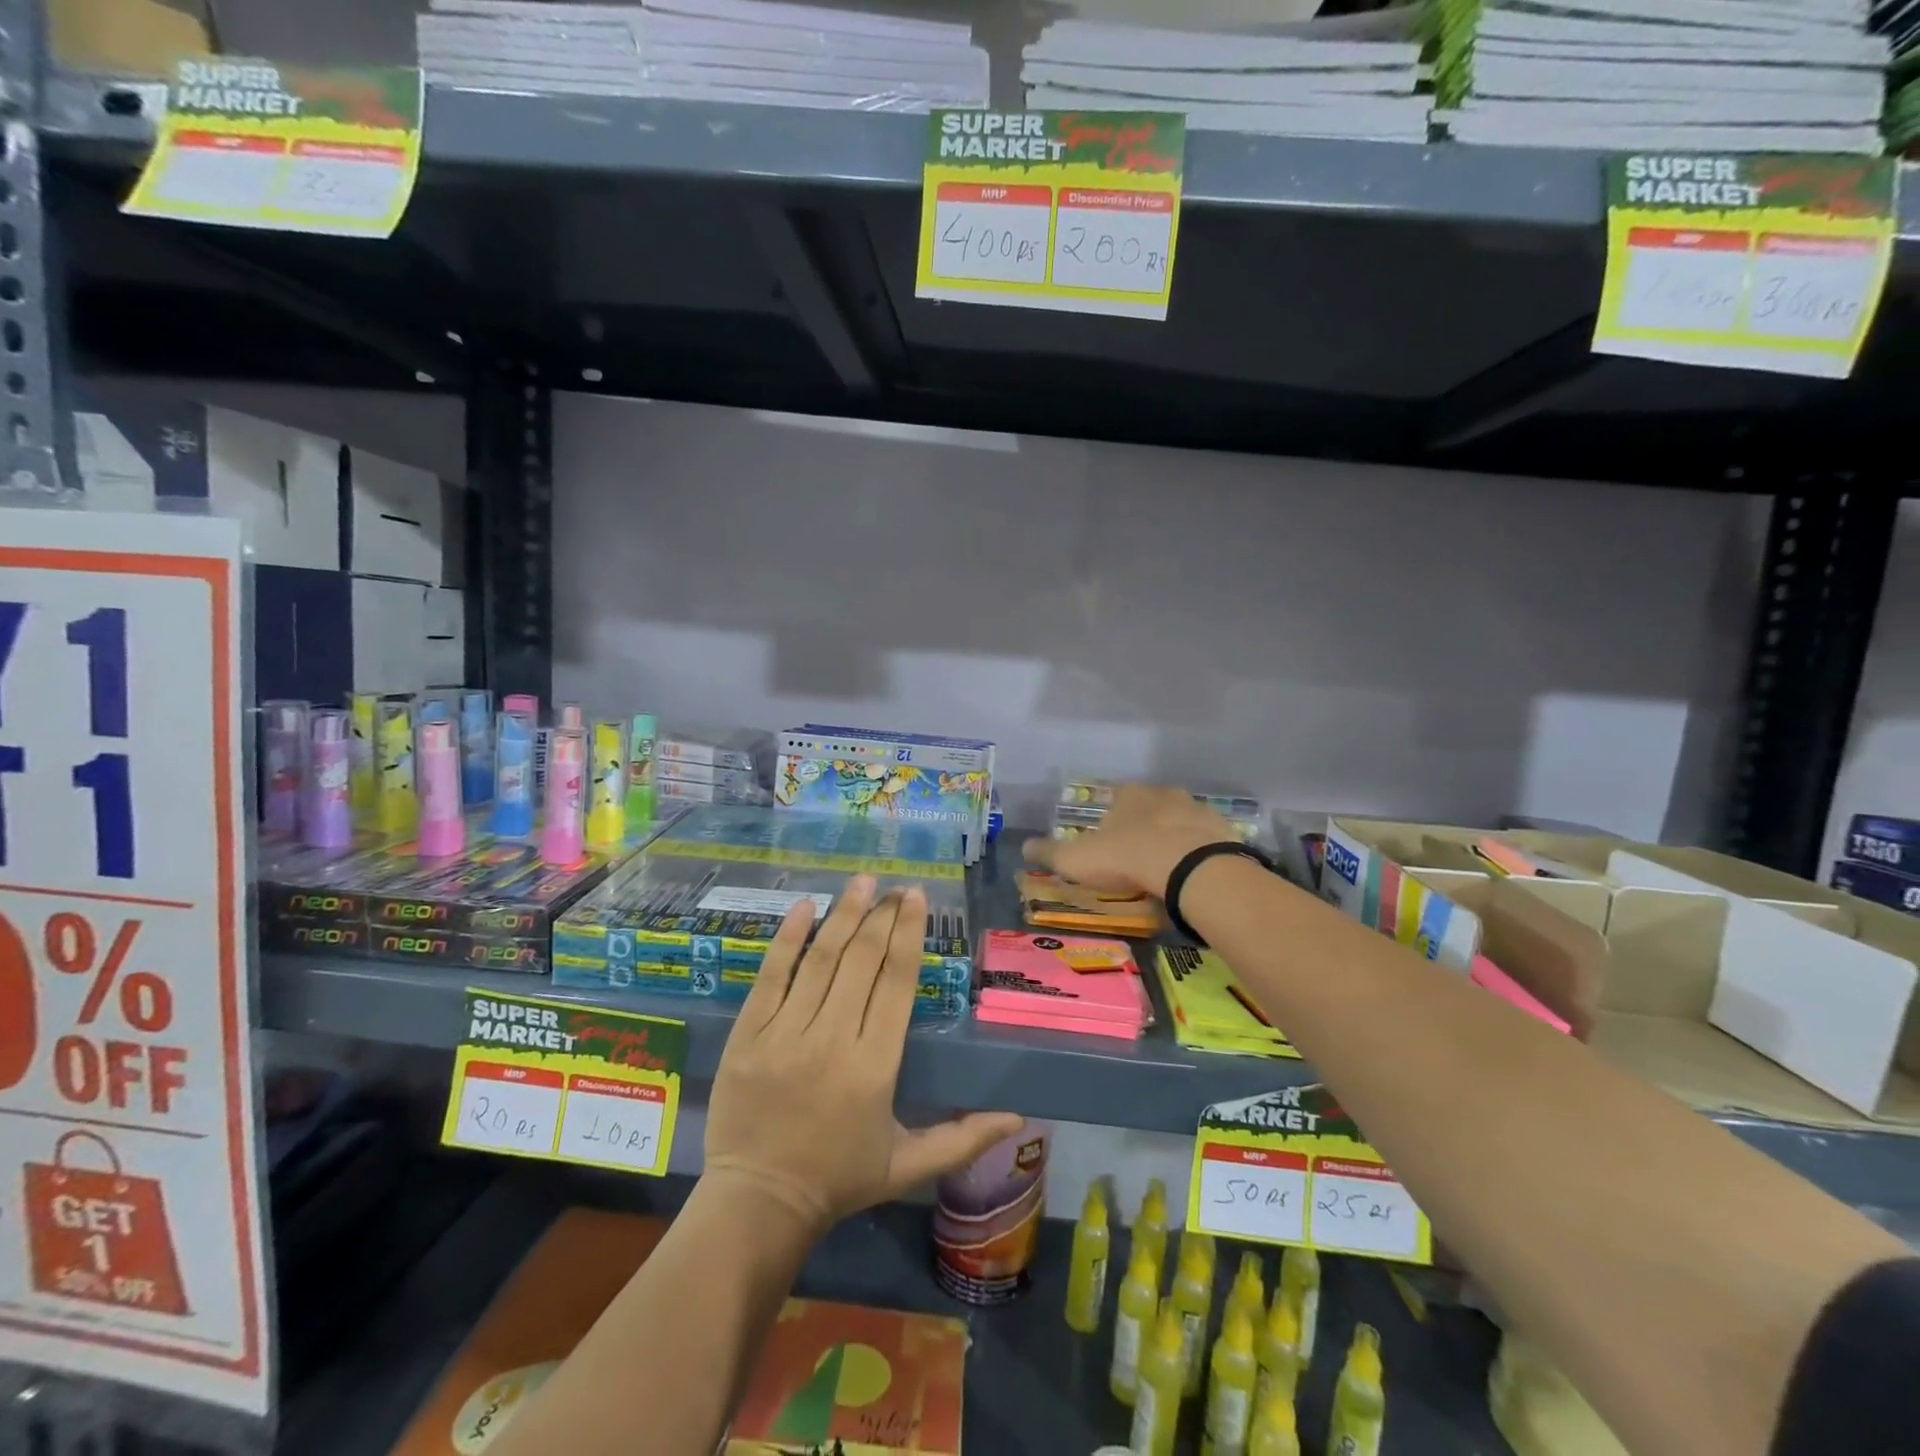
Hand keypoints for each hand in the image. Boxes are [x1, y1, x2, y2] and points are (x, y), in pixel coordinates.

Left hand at [703, 875, 1023, 1237]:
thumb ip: (964, 1139)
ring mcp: (785, 1033)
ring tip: (860, 881)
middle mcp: (832, 1039)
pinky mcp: (748, 1034)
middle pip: (862, 960)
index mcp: (875, 1066)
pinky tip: (804, 906)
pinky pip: (771, 975)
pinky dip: (788, 938)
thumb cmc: (839, 1180)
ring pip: (820, 959)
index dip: (908, 933)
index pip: (896, 982)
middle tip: (893, 887)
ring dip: (843, 914)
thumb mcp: (909, 1166)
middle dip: (881, 916)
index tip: (916, 897)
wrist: (756, 1204)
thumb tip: (1019, 1119)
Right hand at [1022, 782, 1237, 898]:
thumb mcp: (1077, 859)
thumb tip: (1023, 847)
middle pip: (1150, 806)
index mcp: (1128, 795)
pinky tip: (1191, 875)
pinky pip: (1205, 841)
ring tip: (1166, 869)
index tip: (1108, 841)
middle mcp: (1163, 794)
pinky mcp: (1222, 831)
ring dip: (1173, 838)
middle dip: (1144, 826)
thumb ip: (1050, 853)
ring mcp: (1196, 810)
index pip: (1116, 798)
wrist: (1190, 868)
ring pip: (1180, 821)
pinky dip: (1197, 854)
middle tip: (1137, 855)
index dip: (1111, 819)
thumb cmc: (1127, 857)